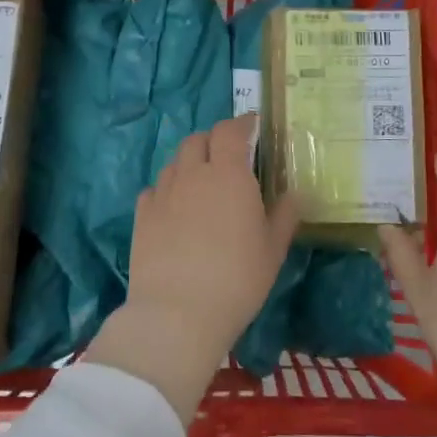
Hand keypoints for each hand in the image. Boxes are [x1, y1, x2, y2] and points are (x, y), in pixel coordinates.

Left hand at [85, 115, 298, 422]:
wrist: (177, 312)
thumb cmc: (237, 279)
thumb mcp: (272, 249)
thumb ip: (284, 215)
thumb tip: (294, 193)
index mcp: (228, 174)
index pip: (230, 130)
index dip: (242, 123)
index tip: (252, 125)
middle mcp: (192, 174)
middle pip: (198, 140)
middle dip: (214, 140)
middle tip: (228, 156)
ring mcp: (163, 193)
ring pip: (175, 162)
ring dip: (190, 164)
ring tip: (202, 184)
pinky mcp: (142, 215)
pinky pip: (155, 189)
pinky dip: (168, 189)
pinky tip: (175, 209)